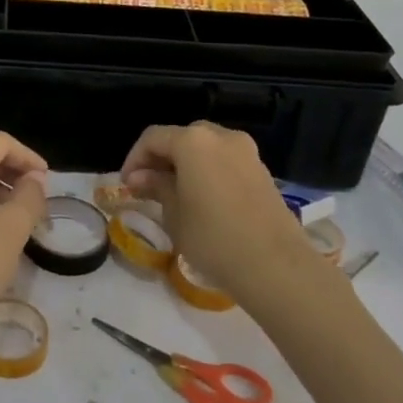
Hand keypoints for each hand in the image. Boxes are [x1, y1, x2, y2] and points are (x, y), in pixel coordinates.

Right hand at [121, 122, 318, 300]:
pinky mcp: (263, 171)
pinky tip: (203, 199)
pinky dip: (209, 171)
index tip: (126, 184)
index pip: (153, 138)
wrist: (276, 266)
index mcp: (193, 141)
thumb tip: (140, 177)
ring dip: (186, 164)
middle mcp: (221, 137)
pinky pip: (226, 161)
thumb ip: (156, 187)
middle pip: (181, 137)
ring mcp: (246, 152)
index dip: (134, 158)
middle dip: (161, 158)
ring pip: (206, 148)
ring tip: (175, 193)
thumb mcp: (174, 213)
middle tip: (148, 185)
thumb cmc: (213, 238)